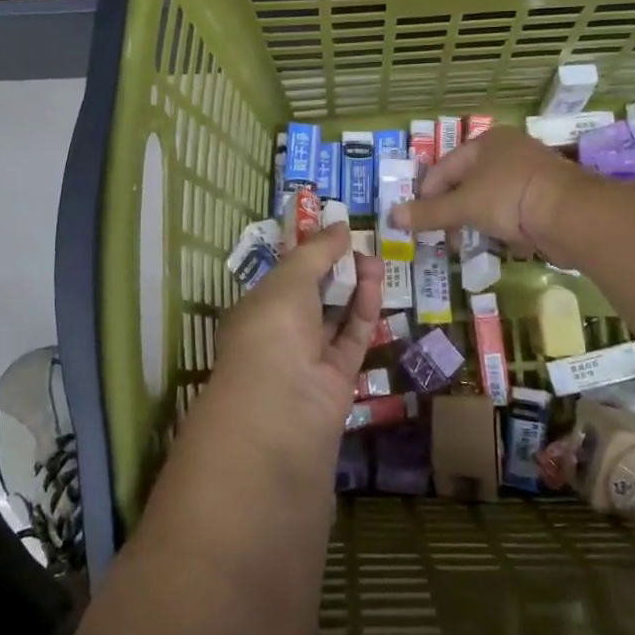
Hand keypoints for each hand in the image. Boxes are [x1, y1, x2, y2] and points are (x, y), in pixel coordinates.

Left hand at [206, 224, 384, 441]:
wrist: (282, 408)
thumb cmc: (273, 330)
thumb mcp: (289, 279)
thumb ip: (317, 252)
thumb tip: (340, 226)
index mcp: (257, 308)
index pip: (285, 276)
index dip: (309, 253)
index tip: (335, 232)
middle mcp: (281, 332)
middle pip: (313, 294)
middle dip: (336, 268)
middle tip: (361, 245)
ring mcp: (309, 357)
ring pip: (336, 315)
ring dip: (355, 287)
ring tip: (376, 261)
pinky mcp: (338, 377)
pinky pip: (352, 338)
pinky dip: (364, 312)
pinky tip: (375, 286)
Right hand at [392, 126, 581, 260]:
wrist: (571, 214)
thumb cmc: (509, 197)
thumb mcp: (463, 206)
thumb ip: (428, 213)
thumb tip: (392, 216)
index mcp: (487, 142)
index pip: (444, 167)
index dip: (427, 194)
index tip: (418, 221)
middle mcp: (509, 151)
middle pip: (467, 183)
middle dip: (453, 212)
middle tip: (443, 237)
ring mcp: (531, 173)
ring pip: (490, 198)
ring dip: (476, 221)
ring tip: (468, 244)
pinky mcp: (548, 196)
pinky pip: (514, 210)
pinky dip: (503, 226)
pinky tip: (500, 243)